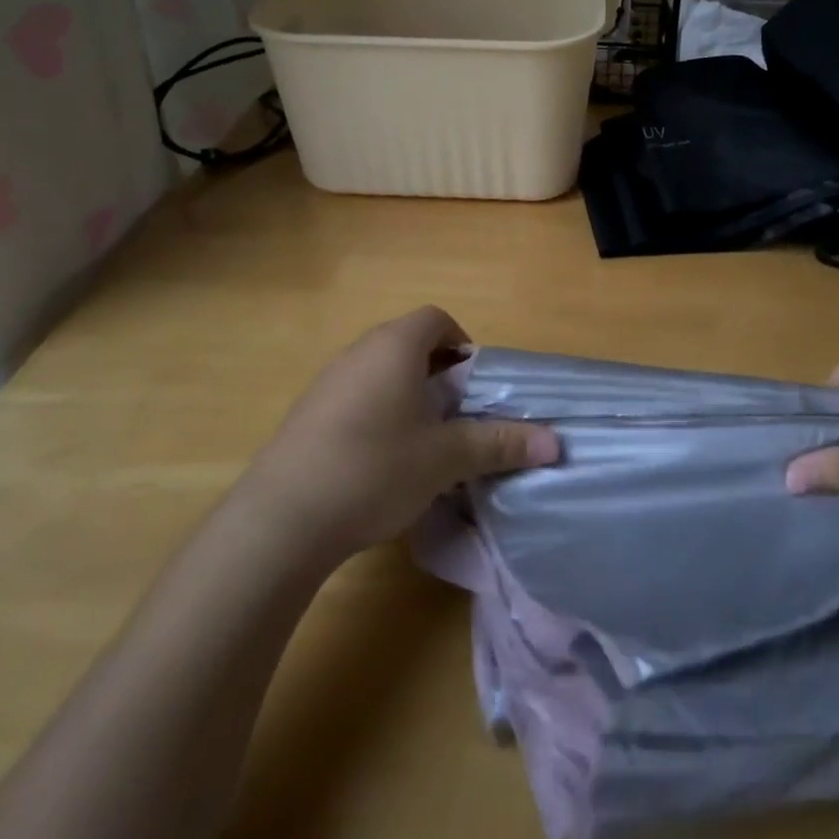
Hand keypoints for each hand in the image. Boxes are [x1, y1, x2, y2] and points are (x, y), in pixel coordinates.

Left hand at [243, 306, 559, 560]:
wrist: (282, 518)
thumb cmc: (375, 469)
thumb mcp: (446, 458)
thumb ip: (500, 444)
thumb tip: (555, 443)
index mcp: (395, 346)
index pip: (437, 319)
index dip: (463, 343)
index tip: (475, 384)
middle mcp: (359, 352)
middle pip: (409, 345)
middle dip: (440, 375)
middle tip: (458, 416)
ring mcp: (328, 382)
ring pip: (382, 373)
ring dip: (409, 397)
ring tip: (425, 443)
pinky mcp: (308, 414)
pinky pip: (356, 398)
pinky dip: (379, 415)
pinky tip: (382, 463)